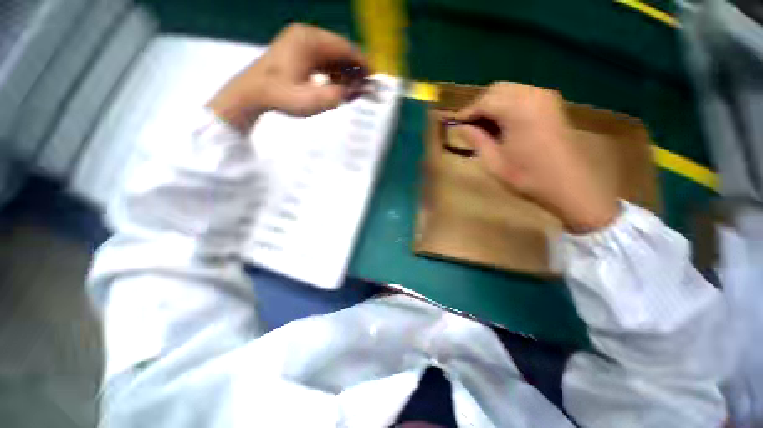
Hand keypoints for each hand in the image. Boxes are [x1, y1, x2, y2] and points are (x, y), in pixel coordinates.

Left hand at [208, 23, 367, 131]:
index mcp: (309, 41)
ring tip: (353, 89)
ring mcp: (301, 42)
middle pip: (340, 50)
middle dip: (354, 69)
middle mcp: (307, 36)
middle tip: (365, 87)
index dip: (362, 62)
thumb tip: (358, 91)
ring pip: (332, 55)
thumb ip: (337, 96)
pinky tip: (337, 84)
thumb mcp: (311, 101)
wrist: (252, 93)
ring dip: (344, 71)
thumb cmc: (281, 96)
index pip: (344, 48)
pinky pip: (323, 59)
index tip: (374, 76)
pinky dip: (333, 71)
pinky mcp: (298, 51)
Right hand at [455, 82, 618, 232]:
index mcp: (518, 109)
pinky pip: (522, 95)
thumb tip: (462, 127)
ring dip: (492, 104)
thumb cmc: (528, 177)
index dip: (466, 112)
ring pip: (509, 90)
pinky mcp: (552, 103)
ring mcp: (545, 97)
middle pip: (496, 89)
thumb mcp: (494, 162)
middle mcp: (533, 94)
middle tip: (468, 126)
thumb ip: (476, 140)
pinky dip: (507, 105)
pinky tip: (502, 123)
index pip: (484, 101)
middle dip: (479, 105)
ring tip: (483, 126)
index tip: (455, 125)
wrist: (570, 185)